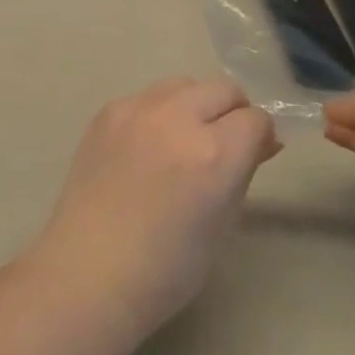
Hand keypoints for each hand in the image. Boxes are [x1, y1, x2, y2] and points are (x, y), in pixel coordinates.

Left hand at [29, 78, 278, 334]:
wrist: (90, 270)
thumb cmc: (166, 268)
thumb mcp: (221, 225)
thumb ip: (243, 173)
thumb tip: (264, 141)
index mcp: (213, 154)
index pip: (255, 119)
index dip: (259, 136)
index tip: (254, 153)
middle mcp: (178, 117)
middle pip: (223, 88)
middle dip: (232, 112)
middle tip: (223, 143)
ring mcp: (140, 106)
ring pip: (185, 84)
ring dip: (195, 105)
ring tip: (183, 141)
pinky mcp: (111, 107)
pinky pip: (148, 96)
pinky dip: (159, 113)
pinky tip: (147, 147)